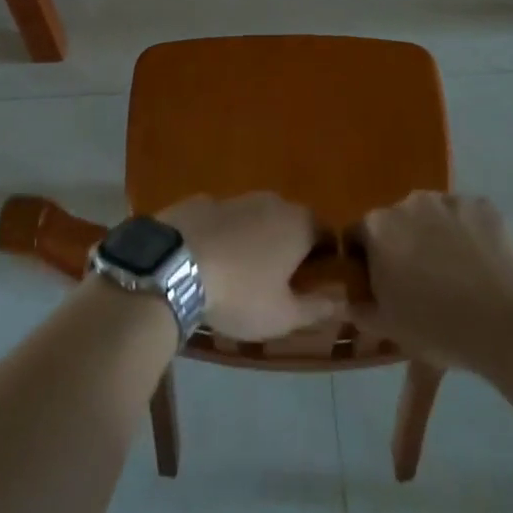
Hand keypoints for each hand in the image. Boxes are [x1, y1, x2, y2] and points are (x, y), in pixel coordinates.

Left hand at [161, 194, 343, 340]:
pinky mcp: (200, 201)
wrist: (173, 265)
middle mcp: (271, 201)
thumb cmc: (240, 293)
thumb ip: (316, 308)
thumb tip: (340, 301)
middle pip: (291, 221)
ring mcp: (234, 197)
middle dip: (290, 245)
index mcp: (299, 224)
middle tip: (280, 279)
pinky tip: (209, 258)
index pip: (327, 233)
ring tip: (242, 270)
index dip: (326, 257)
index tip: (316, 281)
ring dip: (255, 237)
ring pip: (255, 216)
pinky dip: (224, 234)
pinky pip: (223, 219)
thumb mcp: (283, 315)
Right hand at [354, 192, 512, 376]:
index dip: (365, 262)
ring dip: (435, 237)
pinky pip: (467, 218)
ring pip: (433, 217)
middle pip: (396, 223)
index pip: (357, 237)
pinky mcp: (484, 205)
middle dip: (402, 246)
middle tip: (421, 283)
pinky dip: (469, 234)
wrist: (509, 325)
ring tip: (456, 274)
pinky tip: (482, 265)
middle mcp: (408, 202)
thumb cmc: (438, 328)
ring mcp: (449, 200)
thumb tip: (351, 300)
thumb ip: (361, 310)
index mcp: (377, 228)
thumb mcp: (389, 329)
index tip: (381, 286)